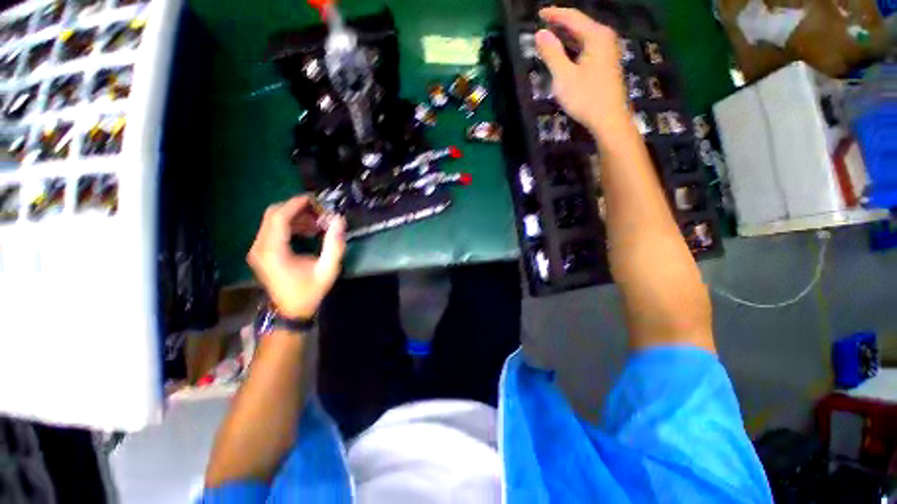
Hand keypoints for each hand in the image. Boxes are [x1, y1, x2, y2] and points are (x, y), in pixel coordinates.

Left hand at [247, 195, 346, 318]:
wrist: (290, 310)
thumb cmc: (309, 291)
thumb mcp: (327, 269)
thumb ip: (334, 244)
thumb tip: (338, 220)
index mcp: (273, 251)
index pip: (279, 217)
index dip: (296, 204)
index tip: (316, 199)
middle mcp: (260, 247)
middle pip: (273, 214)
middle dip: (296, 208)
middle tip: (319, 211)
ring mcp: (258, 249)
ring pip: (272, 220)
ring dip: (295, 216)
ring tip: (317, 223)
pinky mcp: (261, 251)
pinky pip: (272, 229)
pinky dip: (290, 225)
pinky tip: (307, 231)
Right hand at [535, 7, 629, 139]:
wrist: (609, 120)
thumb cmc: (586, 98)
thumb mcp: (564, 76)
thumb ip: (552, 53)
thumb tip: (540, 34)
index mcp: (596, 36)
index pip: (572, 17)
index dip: (554, 14)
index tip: (539, 13)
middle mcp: (604, 38)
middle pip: (580, 25)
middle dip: (560, 24)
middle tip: (543, 24)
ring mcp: (607, 51)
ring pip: (583, 37)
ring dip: (566, 37)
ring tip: (550, 37)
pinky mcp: (606, 64)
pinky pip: (587, 48)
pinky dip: (574, 47)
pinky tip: (565, 53)